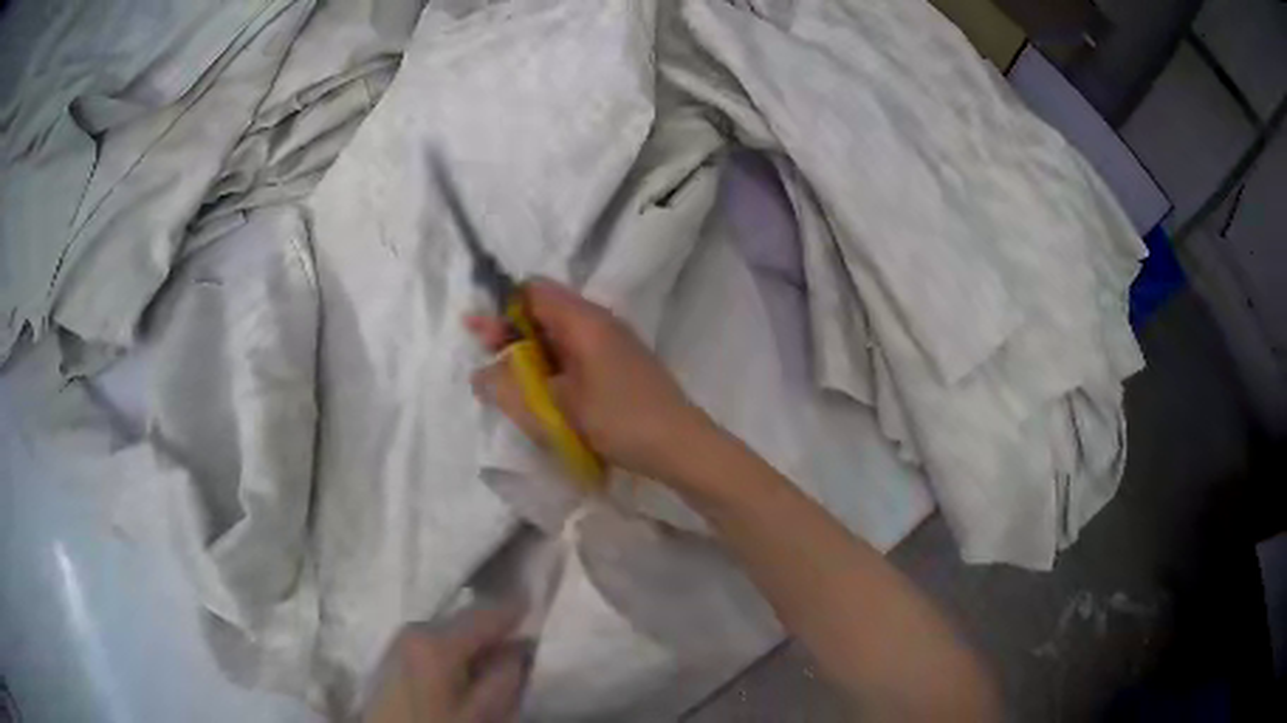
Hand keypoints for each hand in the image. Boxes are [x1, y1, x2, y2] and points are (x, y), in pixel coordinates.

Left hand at [364, 606, 529, 722]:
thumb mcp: (482, 714)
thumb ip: (506, 678)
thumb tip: (518, 649)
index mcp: (436, 639)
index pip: (486, 612)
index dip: (517, 608)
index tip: (540, 601)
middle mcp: (413, 628)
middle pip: (465, 622)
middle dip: (493, 632)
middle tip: (520, 645)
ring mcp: (397, 641)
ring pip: (448, 634)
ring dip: (473, 644)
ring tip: (493, 661)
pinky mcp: (391, 658)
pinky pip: (432, 645)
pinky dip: (453, 653)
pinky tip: (463, 672)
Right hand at [466, 277, 711, 483]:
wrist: (683, 447)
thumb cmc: (619, 421)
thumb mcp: (555, 407)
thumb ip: (510, 387)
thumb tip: (480, 374)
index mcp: (584, 319)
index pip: (533, 290)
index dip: (503, 308)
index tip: (483, 339)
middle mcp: (600, 322)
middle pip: (545, 312)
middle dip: (513, 336)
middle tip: (489, 369)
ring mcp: (614, 344)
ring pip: (560, 337)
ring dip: (532, 357)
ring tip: (513, 389)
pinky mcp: (621, 366)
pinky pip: (576, 356)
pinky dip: (554, 370)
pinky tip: (547, 397)